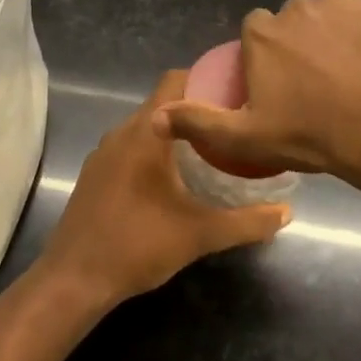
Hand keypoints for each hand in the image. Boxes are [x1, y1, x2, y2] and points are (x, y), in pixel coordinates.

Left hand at [38, 70, 290, 306]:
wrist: (73, 281)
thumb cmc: (137, 245)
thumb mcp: (200, 234)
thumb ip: (246, 222)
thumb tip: (286, 212)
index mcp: (146, 132)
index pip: (176, 80)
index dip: (207, 79)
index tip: (236, 93)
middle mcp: (122, 132)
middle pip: (164, 103)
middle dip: (197, 110)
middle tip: (232, 124)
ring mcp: (104, 153)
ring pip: (146, 126)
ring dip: (175, 132)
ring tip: (210, 149)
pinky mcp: (95, 174)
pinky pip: (130, 146)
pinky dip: (154, 150)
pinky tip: (173, 178)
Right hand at [153, 0, 360, 184]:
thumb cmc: (311, 133)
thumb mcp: (246, 138)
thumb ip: (198, 123)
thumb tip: (156, 116)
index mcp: (263, 34)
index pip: (255, 33)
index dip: (264, 57)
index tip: (278, 86)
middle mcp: (297, 8)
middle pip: (290, 23)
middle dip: (297, 45)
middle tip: (313, 85)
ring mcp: (340, 5)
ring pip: (327, 17)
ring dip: (330, 37)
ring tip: (346, 76)